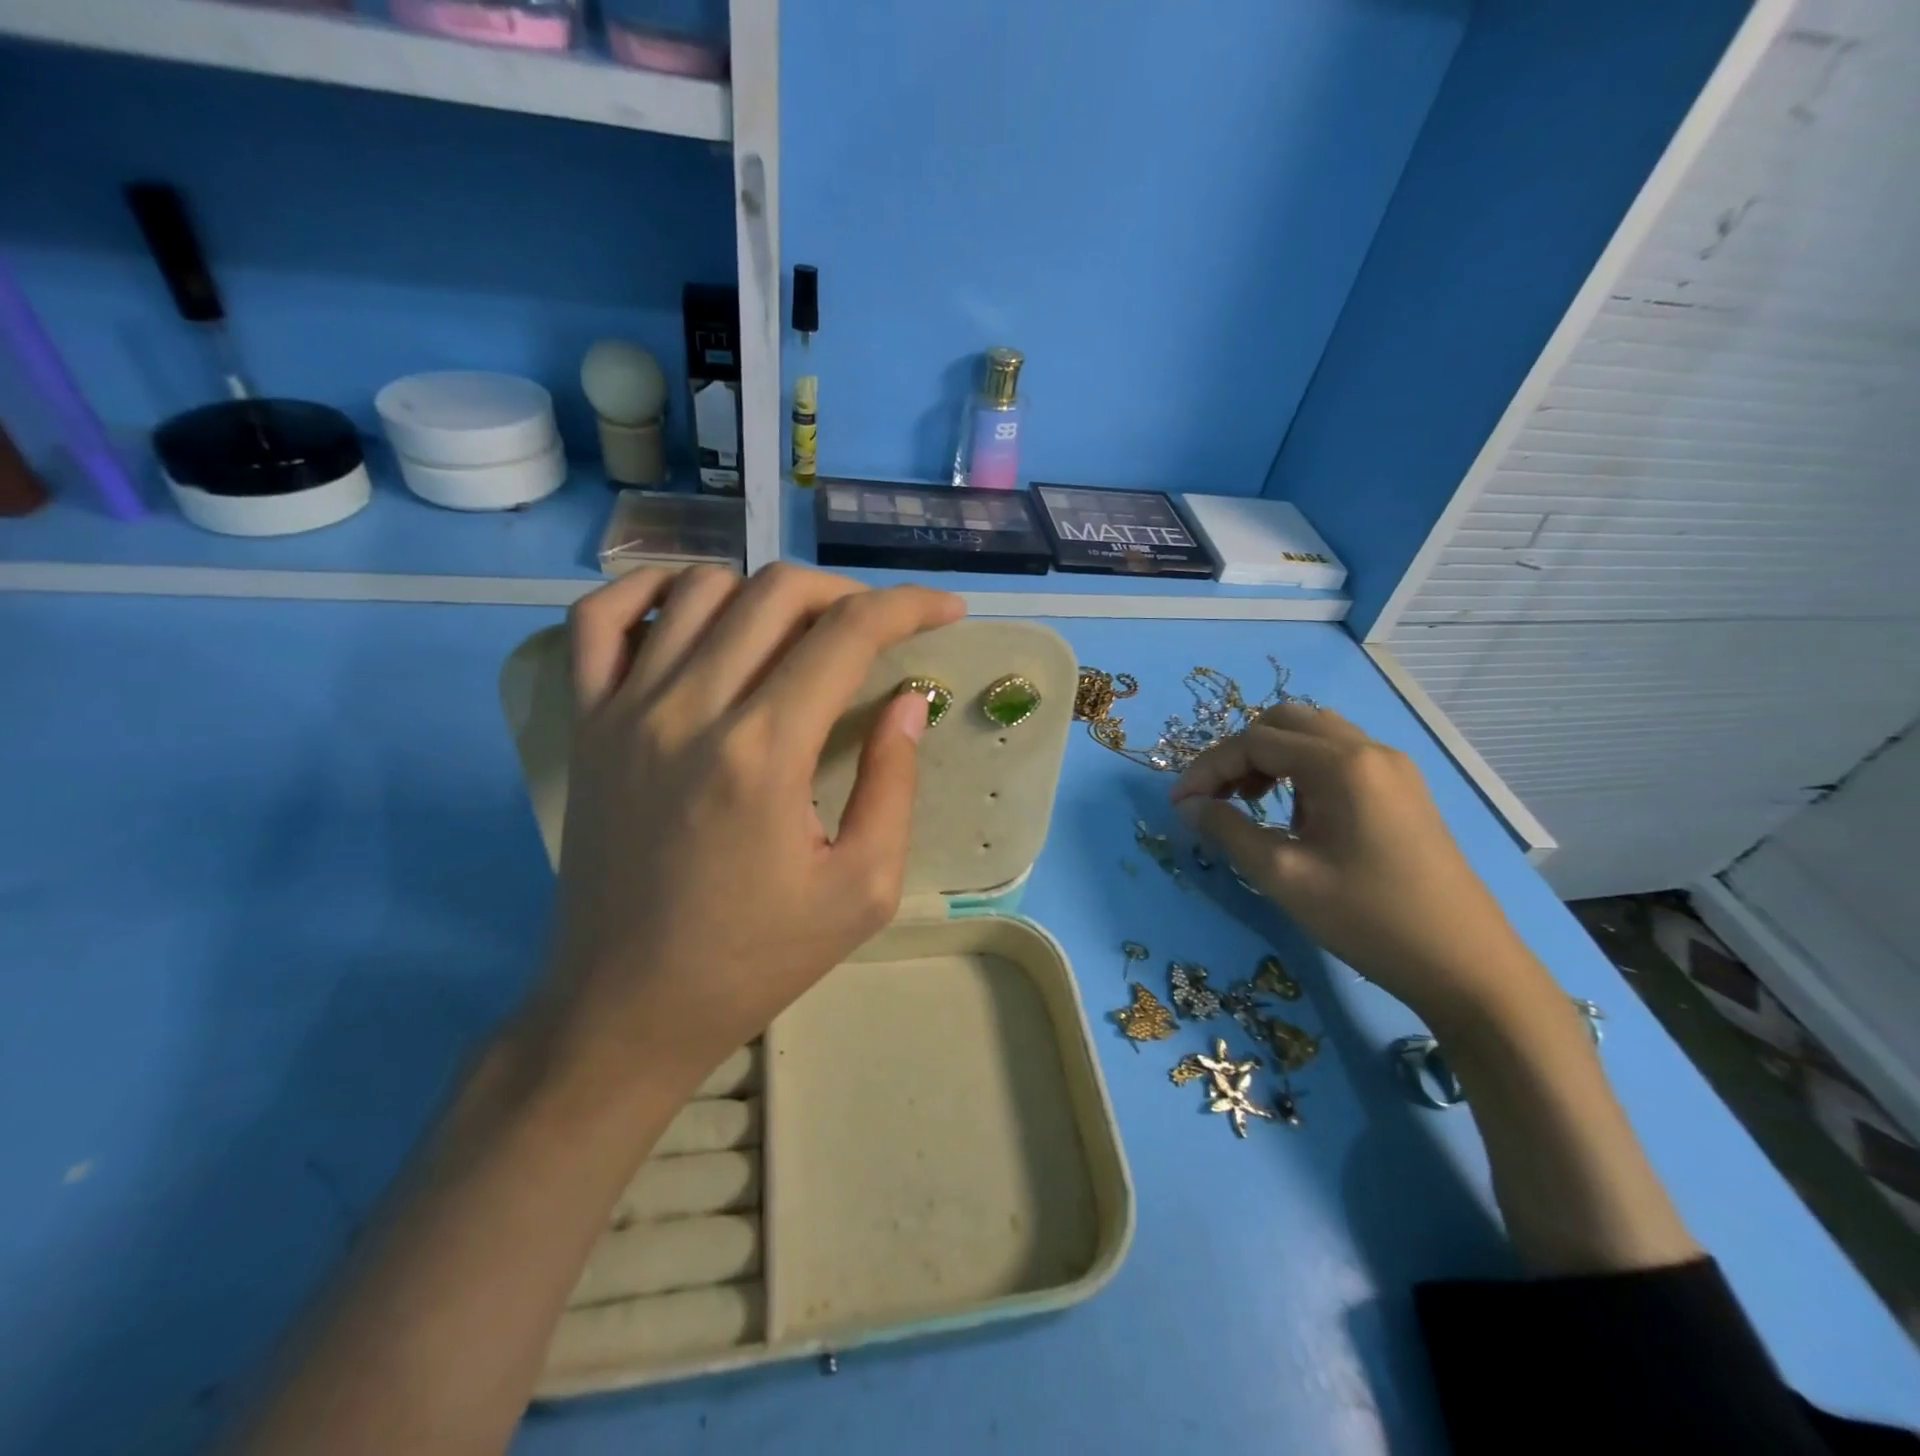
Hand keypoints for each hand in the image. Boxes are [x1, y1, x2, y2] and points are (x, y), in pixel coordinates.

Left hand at [533, 564, 964, 1092]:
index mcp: (764, 752)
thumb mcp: (860, 891)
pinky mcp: (585, 722)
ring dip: (765, 591)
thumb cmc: (754, 959)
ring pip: (699, 588)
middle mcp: (690, 708)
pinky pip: (599, 617)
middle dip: (847, 593)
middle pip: (778, 592)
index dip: (909, 606)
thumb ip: (893, 785)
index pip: (848, 633)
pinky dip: (649, 588)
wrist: (627, 1006)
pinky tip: (692, 607)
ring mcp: (624, 708)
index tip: (946, 610)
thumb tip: (906, 704)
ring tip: (798, 630)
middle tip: (877, 627)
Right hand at [1169, 704, 1545, 1023]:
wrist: (1467, 966)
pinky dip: (1302, 770)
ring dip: (1271, 757)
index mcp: (1341, 765)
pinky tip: (1298, 816)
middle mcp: (1368, 750)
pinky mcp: (1402, 789)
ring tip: (1252, 804)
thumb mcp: (1284, 878)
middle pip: (1284, 721)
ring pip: (1313, 735)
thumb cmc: (1369, 920)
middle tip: (1217, 797)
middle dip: (1239, 752)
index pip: (1254, 741)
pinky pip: (1338, 756)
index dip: (1208, 767)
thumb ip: (1228, 832)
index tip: (1180, 804)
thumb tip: (1188, 806)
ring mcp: (1391, 767)